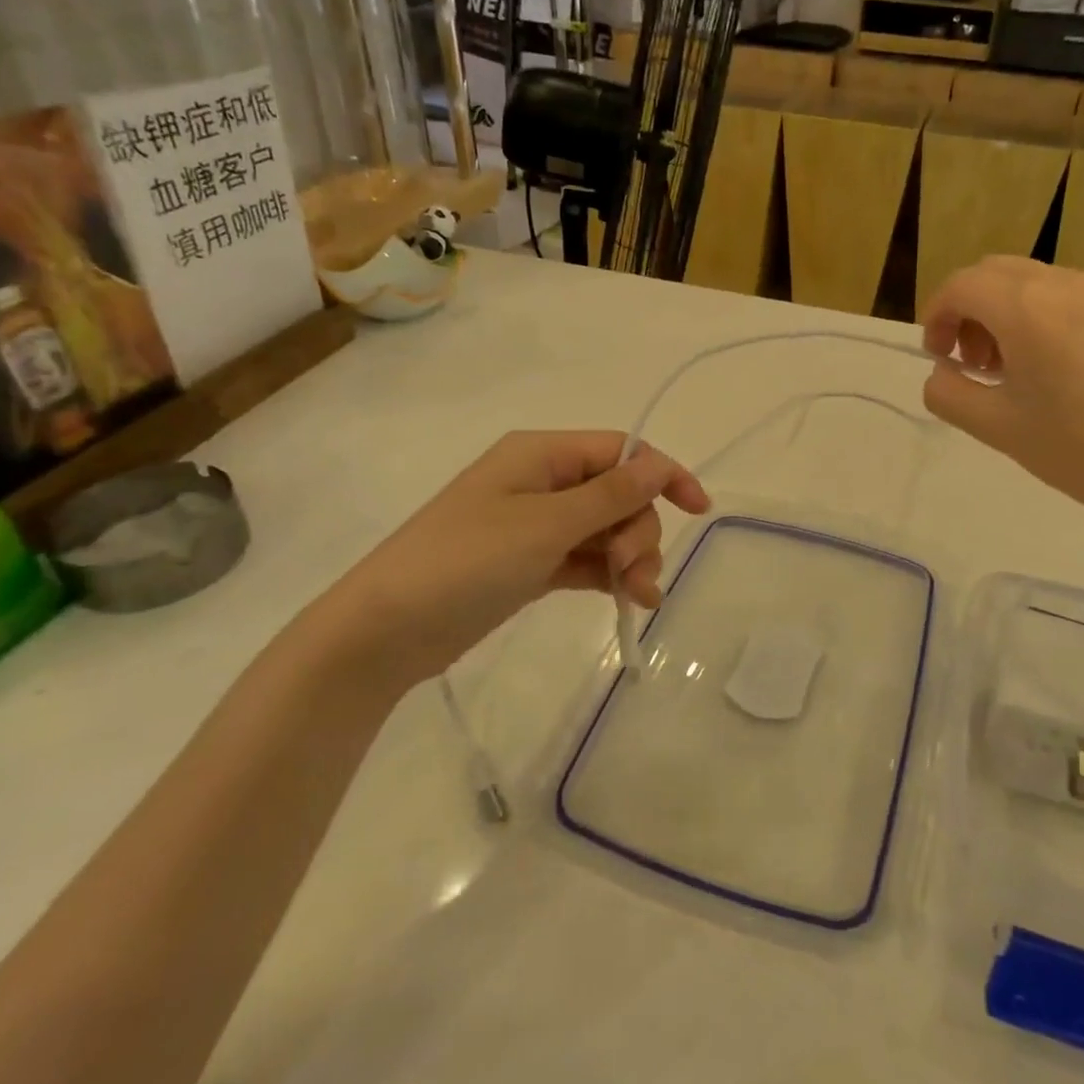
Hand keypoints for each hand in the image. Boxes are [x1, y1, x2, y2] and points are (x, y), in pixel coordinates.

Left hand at [316, 431, 710, 683]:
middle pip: (617, 494)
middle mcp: (542, 482)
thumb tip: (658, 465)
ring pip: (605, 529)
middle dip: (638, 530)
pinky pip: (585, 558)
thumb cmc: (465, 561)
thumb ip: (608, 495)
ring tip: (637, 598)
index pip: (620, 451)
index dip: (663, 474)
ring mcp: (535, 524)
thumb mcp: (545, 525)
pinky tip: (625, 601)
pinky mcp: (530, 563)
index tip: (698, 509)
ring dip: (629, 557)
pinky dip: (607, 575)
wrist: (384, 631)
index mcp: (541, 455)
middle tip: (635, 572)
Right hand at [920, 257, 1083, 531]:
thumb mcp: (996, 429)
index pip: (961, 285)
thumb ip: (947, 394)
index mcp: (1027, 309)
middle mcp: (1067, 284)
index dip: (936, 315)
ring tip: (1018, 368)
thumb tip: (942, 373)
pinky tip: (1065, 368)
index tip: (938, 356)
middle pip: (996, 273)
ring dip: (1009, 312)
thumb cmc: (1081, 450)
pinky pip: (1076, 296)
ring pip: (1037, 281)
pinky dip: (1049, 317)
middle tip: (973, 362)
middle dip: (970, 309)